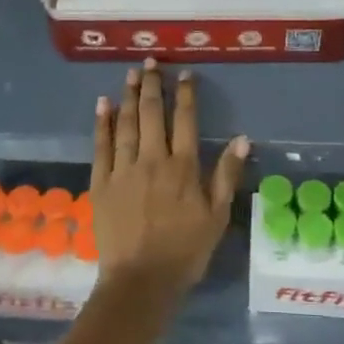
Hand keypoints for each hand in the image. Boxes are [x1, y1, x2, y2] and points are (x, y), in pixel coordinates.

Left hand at [91, 59, 248, 298]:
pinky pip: (101, 146)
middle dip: (152, 85)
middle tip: (150, 62)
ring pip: (126, 124)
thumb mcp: (216, 216)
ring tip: (130, 73)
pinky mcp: (101, 183)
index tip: (185, 73)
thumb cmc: (185, 251)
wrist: (141, 280)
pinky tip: (102, 105)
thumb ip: (226, 175)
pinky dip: (102, 123)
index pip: (185, 119)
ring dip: (128, 96)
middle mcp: (152, 159)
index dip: (185, 93)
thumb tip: (242, 139)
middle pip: (151, 114)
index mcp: (182, 167)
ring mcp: (123, 170)